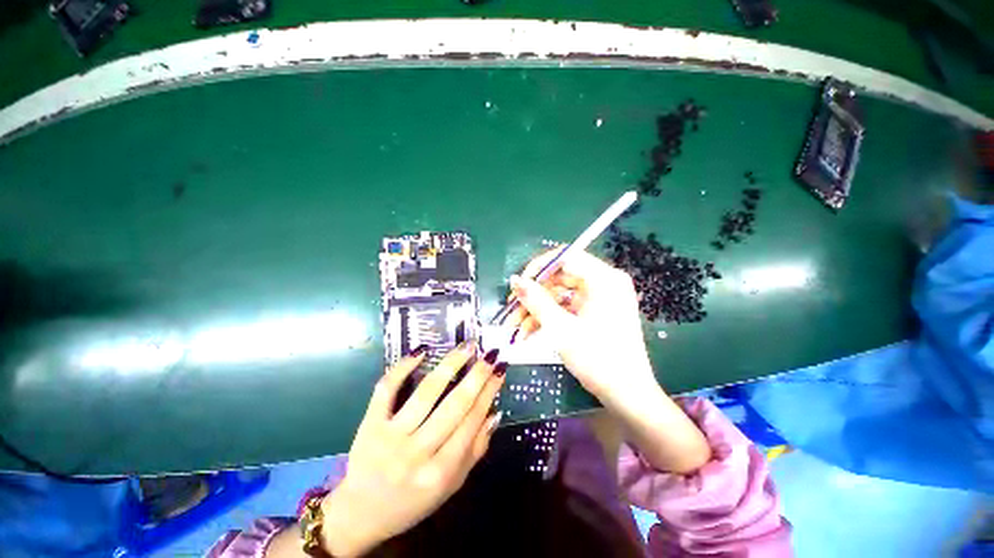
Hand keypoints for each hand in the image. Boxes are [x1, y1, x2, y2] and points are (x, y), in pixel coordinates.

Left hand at [320, 343, 505, 555]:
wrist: (361, 514)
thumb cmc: (412, 501)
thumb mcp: (451, 485)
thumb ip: (475, 451)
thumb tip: (493, 413)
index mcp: (440, 473)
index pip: (472, 422)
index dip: (488, 392)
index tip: (499, 370)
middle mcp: (417, 454)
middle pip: (454, 406)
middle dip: (476, 375)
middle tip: (489, 354)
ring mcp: (390, 437)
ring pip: (426, 393)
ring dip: (450, 364)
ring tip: (467, 347)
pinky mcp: (370, 425)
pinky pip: (386, 390)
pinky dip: (403, 368)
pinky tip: (421, 351)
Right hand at [507, 249, 655, 405]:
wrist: (627, 396)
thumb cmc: (598, 359)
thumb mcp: (561, 328)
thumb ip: (536, 300)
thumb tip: (515, 280)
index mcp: (604, 279)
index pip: (566, 257)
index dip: (538, 267)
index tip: (519, 284)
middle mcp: (604, 283)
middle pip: (560, 277)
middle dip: (533, 295)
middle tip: (511, 309)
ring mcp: (599, 299)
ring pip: (559, 295)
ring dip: (537, 310)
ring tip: (514, 327)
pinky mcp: (594, 313)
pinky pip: (566, 308)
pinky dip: (548, 318)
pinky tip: (528, 332)